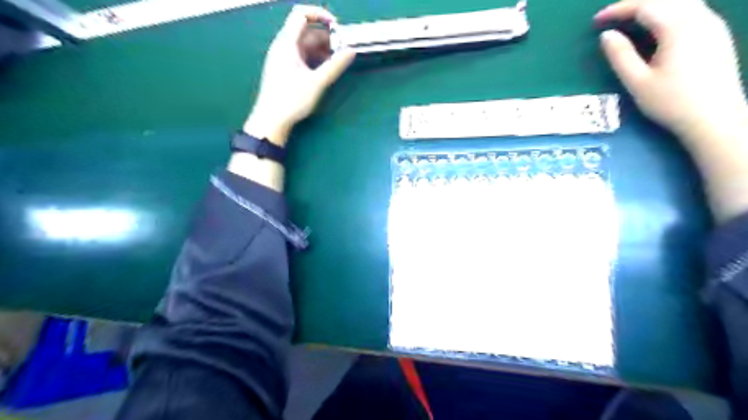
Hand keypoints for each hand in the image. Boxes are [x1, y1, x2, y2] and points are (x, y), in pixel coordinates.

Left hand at [241, 4, 353, 145]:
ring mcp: (282, 58)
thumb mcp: (317, 83)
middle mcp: (282, 46)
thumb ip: (335, 66)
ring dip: (321, 49)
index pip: (301, 14)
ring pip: (304, 45)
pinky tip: (323, 70)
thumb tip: (351, 51)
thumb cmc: (292, 100)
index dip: (319, 15)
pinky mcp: (284, 69)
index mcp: (286, 43)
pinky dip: (314, 58)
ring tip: (335, 62)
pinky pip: (301, 56)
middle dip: (325, 37)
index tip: (337, 27)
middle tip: (341, 50)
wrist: (271, 120)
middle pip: (305, 31)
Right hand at [597, 0, 747, 141]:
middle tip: (611, 18)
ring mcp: (712, 23)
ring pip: (681, 1)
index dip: (617, 10)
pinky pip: (691, 10)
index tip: (596, 21)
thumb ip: (620, 56)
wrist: (715, 117)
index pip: (645, 5)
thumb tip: (606, 35)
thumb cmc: (671, 102)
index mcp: (678, 27)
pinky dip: (668, 11)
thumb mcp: (637, 82)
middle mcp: (699, 17)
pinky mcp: (717, 33)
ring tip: (630, 21)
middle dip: (634, 4)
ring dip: (653, 6)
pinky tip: (656, 28)